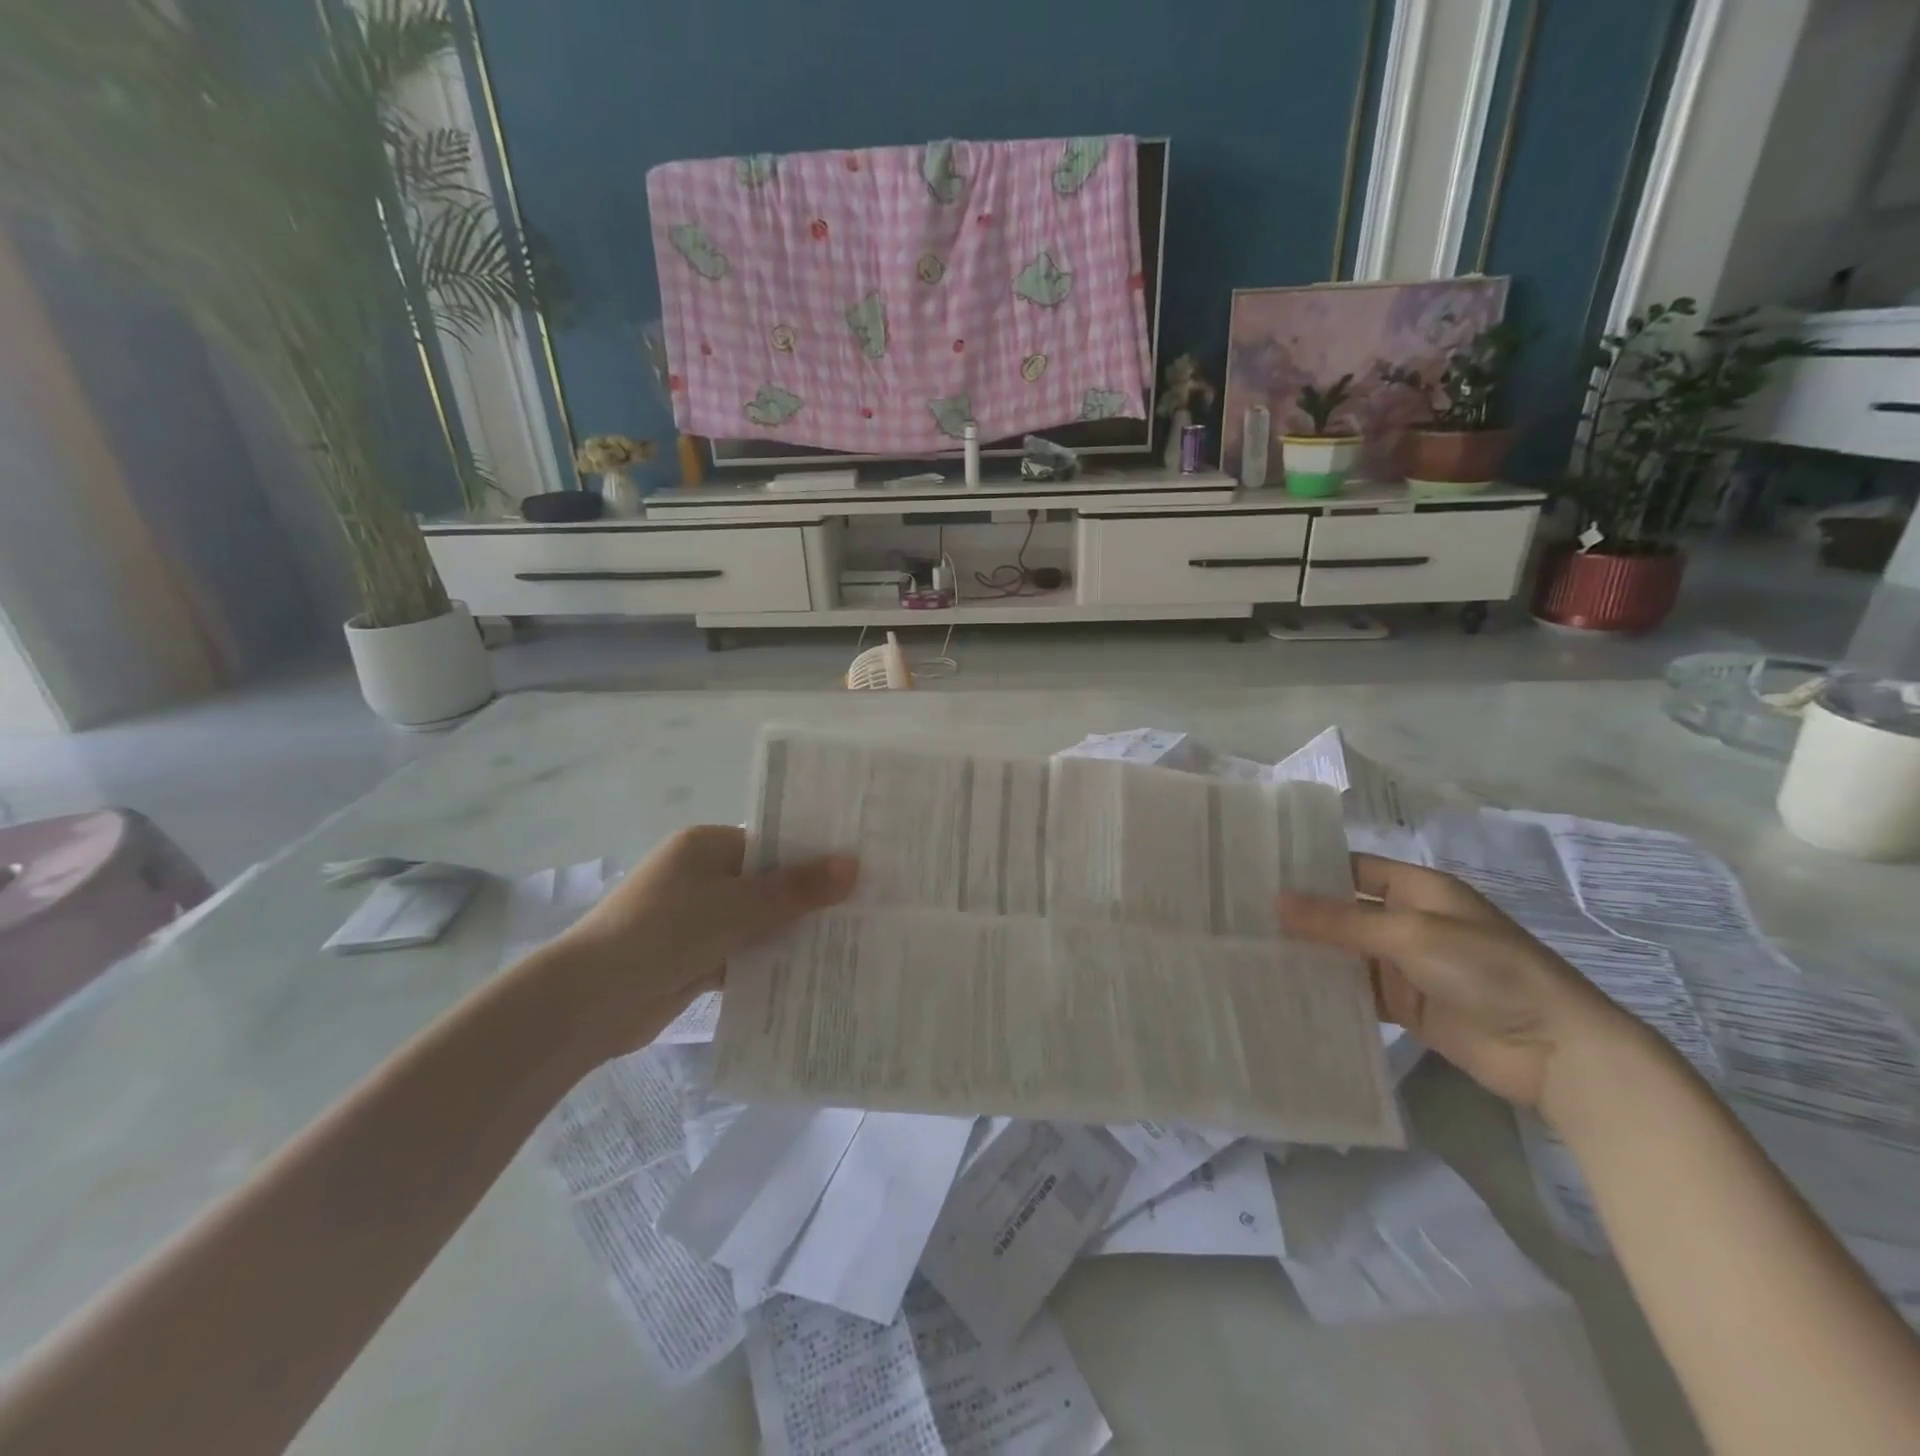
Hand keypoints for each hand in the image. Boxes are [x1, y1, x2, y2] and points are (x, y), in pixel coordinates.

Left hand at [539, 826, 857, 1060]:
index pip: (772, 842)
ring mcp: (697, 919)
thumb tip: (854, 864)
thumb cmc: (665, 932)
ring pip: (758, 921)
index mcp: (707, 846)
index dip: (814, 855)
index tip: (860, 868)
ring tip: (851, 941)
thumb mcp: (739, 906)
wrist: (590, 1002)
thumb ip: (797, 889)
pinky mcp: (695, 958)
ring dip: (792, 933)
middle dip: (809, 898)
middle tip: (866, 907)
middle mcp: (702, 876)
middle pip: (768, 883)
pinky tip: (812, 973)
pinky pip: (743, 953)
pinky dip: (769, 962)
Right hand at [1277, 854, 1631, 1110]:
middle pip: (1343, 912)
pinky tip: (1287, 990)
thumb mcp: (1411, 934)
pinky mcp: (1405, 1005)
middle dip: (1300, 916)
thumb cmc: (1487, 970)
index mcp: (1416, 889)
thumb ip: (1341, 921)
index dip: (1308, 870)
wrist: (1554, 1050)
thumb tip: (1276, 901)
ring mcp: (1405, 965)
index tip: (1256, 874)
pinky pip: (1357, 991)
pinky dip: (1328, 990)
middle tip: (1241, 916)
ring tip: (1251, 952)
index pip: (1350, 869)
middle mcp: (1407, 921)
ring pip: (1345, 953)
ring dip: (1310, 954)